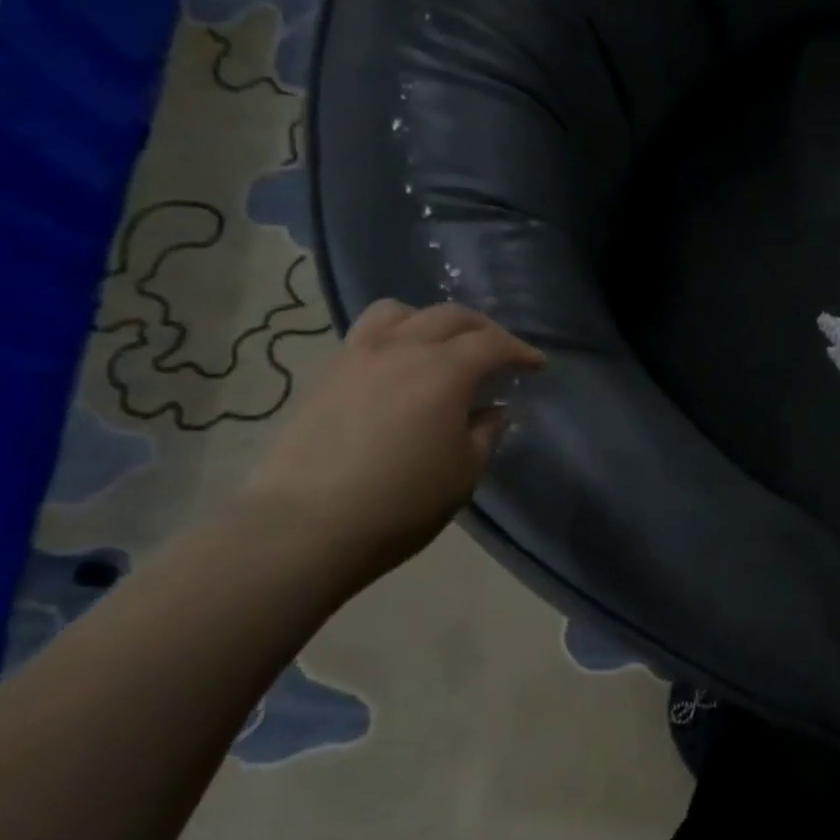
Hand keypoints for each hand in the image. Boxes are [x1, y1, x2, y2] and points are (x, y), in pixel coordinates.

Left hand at [235, 300, 544, 592]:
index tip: (537, 365)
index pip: (493, 344)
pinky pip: (368, 333)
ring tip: (441, 346)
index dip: (520, 351)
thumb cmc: (399, 503)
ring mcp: (357, 355)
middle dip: (483, 329)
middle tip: (498, 352)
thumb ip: (487, 432)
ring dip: (432, 321)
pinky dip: (396, 335)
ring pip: (400, 312)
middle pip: (451, 316)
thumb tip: (493, 410)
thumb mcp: (463, 473)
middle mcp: (402, 348)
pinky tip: (399, 367)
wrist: (302, 528)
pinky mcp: (326, 373)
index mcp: (444, 370)